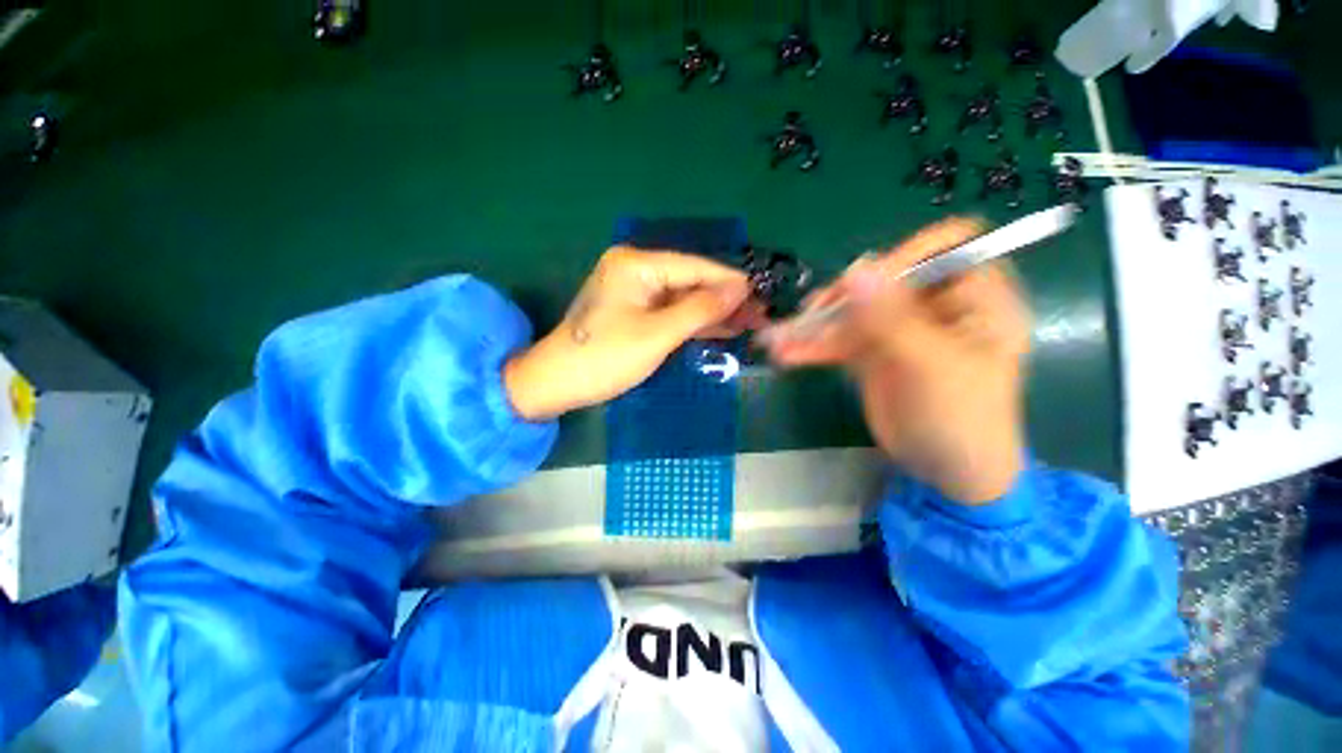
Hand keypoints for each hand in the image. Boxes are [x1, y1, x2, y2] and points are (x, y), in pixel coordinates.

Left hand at [504, 247, 765, 419]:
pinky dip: (695, 323)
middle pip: (691, 282)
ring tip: (750, 323)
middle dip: (725, 299)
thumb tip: (740, 289)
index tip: (762, 293)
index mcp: (637, 264)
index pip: (695, 267)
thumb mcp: (657, 334)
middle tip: (761, 314)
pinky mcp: (636, 312)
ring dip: (714, 312)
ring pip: (684, 299)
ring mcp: (636, 292)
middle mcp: (637, 270)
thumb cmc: (606, 357)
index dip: (729, 281)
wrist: (557, 384)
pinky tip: (723, 329)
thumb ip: (700, 309)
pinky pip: (672, 313)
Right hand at [763, 218, 1030, 503]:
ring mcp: (900, 329)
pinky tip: (786, 352)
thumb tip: (855, 268)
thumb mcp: (931, 366)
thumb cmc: (959, 419)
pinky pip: (839, 339)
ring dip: (815, 324)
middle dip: (843, 297)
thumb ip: (891, 318)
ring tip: (780, 339)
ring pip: (854, 311)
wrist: (947, 473)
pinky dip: (812, 346)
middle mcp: (936, 306)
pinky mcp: (873, 351)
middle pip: (885, 280)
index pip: (946, 248)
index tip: (865, 282)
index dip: (905, 255)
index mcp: (975, 298)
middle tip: (810, 315)